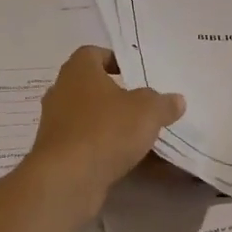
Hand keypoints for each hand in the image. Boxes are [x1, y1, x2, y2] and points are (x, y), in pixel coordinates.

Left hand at [24, 46, 184, 220]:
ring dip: (109, 123)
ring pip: (87, 116)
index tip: (135, 73)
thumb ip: (163, 103)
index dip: (114, 59)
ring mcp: (55, 124)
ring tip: (138, 133)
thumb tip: (176, 100)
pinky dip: (102, 147)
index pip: (93, 53)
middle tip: (142, 104)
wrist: (67, 178)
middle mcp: (61, 92)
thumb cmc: (106, 130)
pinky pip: (85, 143)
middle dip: (115, 95)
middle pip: (90, 86)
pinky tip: (125, 159)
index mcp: (78, 71)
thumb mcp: (147, 111)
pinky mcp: (57, 153)